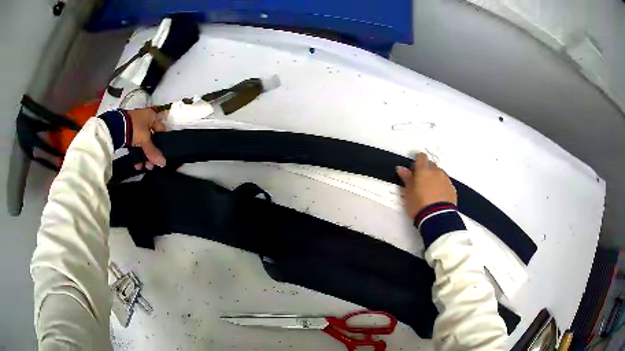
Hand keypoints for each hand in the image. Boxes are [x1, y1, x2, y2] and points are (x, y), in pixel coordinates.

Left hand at [126, 108, 166, 169]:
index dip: (163, 141)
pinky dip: (136, 154)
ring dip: (144, 156)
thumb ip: (154, 152)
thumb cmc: (134, 128)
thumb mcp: (145, 140)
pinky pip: (134, 144)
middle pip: (151, 138)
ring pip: (142, 143)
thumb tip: (163, 163)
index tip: (164, 153)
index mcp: (152, 116)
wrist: (114, 127)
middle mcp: (144, 119)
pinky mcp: (126, 132)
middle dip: (152, 153)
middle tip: (152, 164)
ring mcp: (134, 126)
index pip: (162, 129)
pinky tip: (137, 165)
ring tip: (144, 167)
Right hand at [396, 153, 456, 218]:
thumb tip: (401, 168)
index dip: (417, 160)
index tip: (414, 168)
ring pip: (439, 174)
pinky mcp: (452, 189)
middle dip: (426, 170)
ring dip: (434, 178)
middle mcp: (436, 172)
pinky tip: (437, 196)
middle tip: (420, 181)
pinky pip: (445, 183)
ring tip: (429, 190)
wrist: (438, 218)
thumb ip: (406, 178)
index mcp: (424, 170)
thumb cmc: (419, 205)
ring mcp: (446, 180)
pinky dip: (441, 186)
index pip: (421, 157)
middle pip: (431, 165)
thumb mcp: (408, 193)